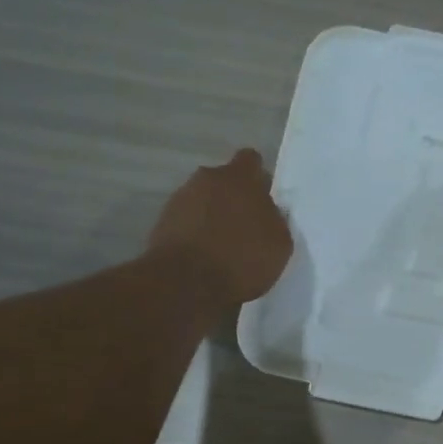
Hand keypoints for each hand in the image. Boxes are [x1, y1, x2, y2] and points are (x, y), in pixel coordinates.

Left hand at [148, 148, 293, 305]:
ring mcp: (180, 198)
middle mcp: (207, 179)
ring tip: (221, 245)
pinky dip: (194, 232)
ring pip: (203, 200)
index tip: (263, 199)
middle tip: (245, 226)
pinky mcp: (162, 221)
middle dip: (233, 198)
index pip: (251, 160)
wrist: (185, 283)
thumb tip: (267, 212)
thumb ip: (275, 219)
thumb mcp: (279, 243)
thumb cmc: (242, 259)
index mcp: (239, 178)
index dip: (258, 178)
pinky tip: (203, 255)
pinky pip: (186, 220)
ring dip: (212, 215)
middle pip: (224, 181)